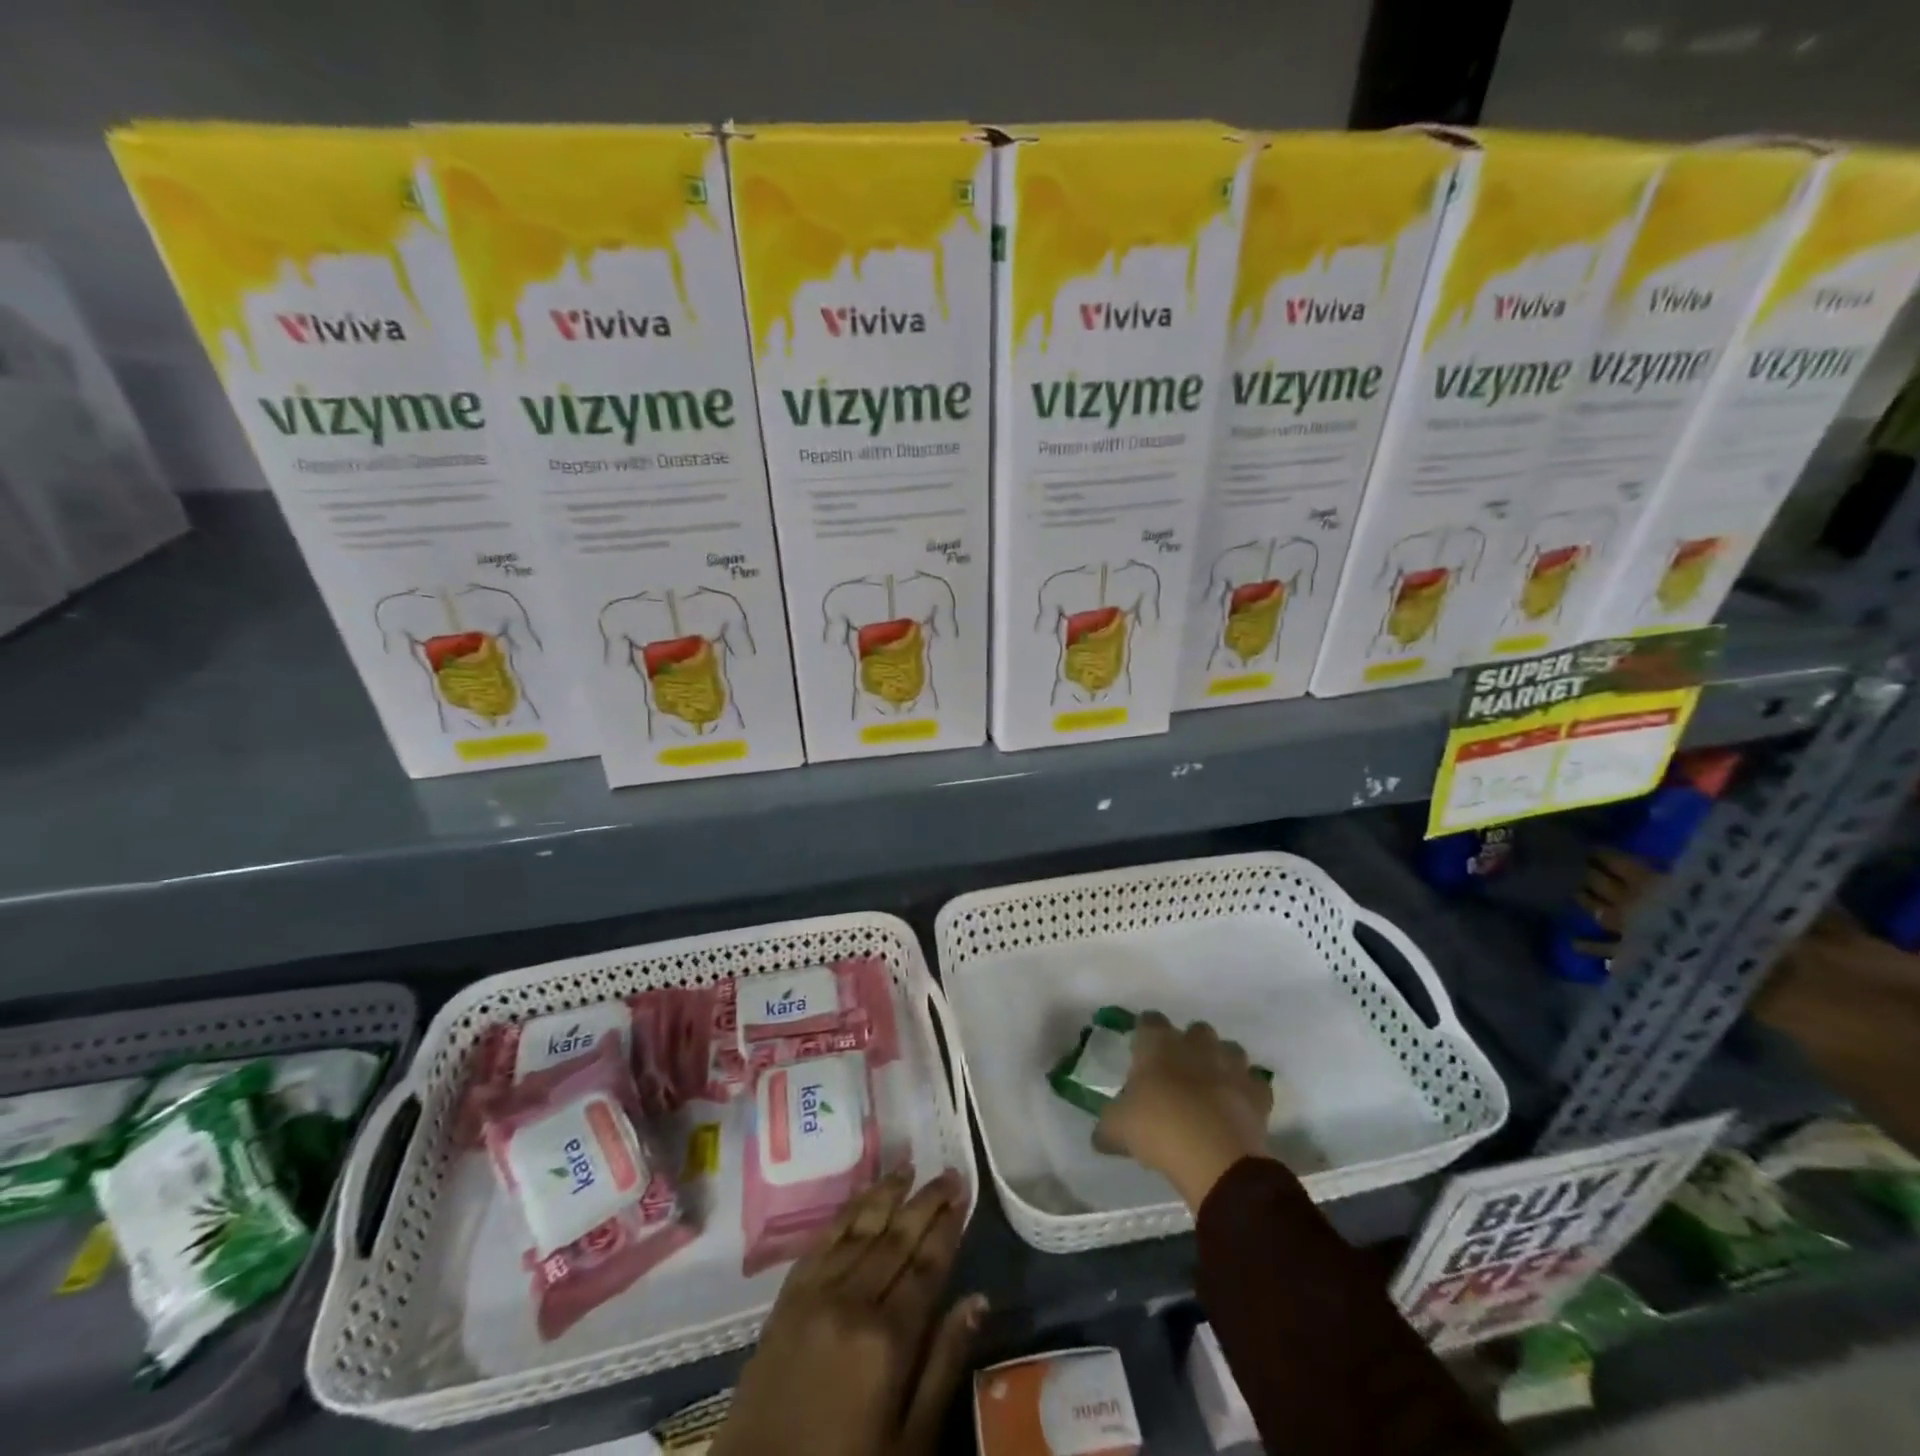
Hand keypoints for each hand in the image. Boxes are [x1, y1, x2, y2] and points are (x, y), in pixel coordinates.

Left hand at [713, 1168, 984, 1455]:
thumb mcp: (910, 1442)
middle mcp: (853, 1301)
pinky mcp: (787, 1297)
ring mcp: (815, 1293)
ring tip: (908, 1167)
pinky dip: (846, 1213)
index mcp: (889, 1339)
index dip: (947, 1226)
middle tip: (948, 1172)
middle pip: (897, 1237)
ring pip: (859, 1228)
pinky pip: (822, 1241)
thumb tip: (978, 1300)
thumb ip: (944, 1364)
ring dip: (886, 1194)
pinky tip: (861, 1198)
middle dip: (926, 1201)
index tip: (963, 1192)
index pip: (927, 1265)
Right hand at [1094, 1012, 1273, 1210]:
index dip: (1145, 1033)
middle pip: (1195, 1030)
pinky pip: (1253, 1083)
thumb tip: (1099, 1135)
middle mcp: (1196, 1043)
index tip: (1140, 1049)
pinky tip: (1237, 1108)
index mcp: (1158, 1042)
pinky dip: (1247, 1092)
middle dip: (1189, 1046)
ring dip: (1221, 1063)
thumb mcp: (1117, 1128)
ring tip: (1211, 1088)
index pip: (1149, 1020)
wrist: (1214, 1156)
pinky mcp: (1257, 1091)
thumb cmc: (1157, 1128)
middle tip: (1177, 1072)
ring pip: (1228, 1050)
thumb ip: (1107, 1125)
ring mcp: (1231, 1064)